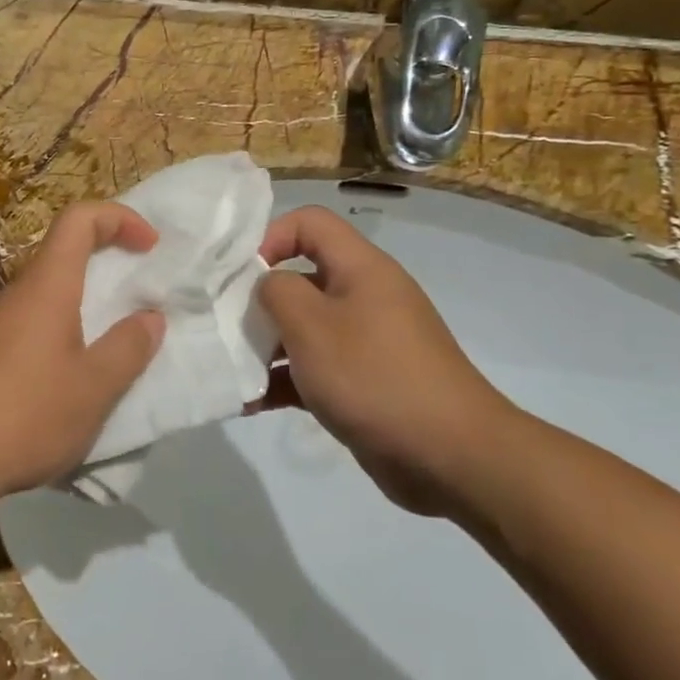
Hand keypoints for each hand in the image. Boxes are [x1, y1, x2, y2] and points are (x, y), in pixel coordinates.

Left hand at [0, 202, 165, 501]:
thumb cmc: (25, 415)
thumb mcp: (94, 388)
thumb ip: (128, 348)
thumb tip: (150, 318)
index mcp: (47, 287)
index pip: (78, 219)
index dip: (119, 218)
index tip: (150, 247)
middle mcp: (16, 294)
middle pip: (63, 253)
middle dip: (107, 262)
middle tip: (138, 297)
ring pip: (46, 294)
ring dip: (84, 305)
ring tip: (111, 347)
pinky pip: (30, 325)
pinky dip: (60, 333)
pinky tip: (68, 381)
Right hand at [256, 205, 515, 514]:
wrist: (452, 456)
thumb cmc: (374, 376)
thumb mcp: (312, 325)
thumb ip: (277, 292)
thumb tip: (267, 284)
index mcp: (360, 269)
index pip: (310, 223)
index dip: (271, 236)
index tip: (241, 273)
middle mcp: (365, 297)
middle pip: (302, 277)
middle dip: (260, 300)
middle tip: (228, 325)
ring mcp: (366, 342)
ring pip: (305, 328)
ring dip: (267, 346)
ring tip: (233, 370)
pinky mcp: (364, 382)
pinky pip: (316, 369)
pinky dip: (285, 381)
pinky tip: (250, 404)